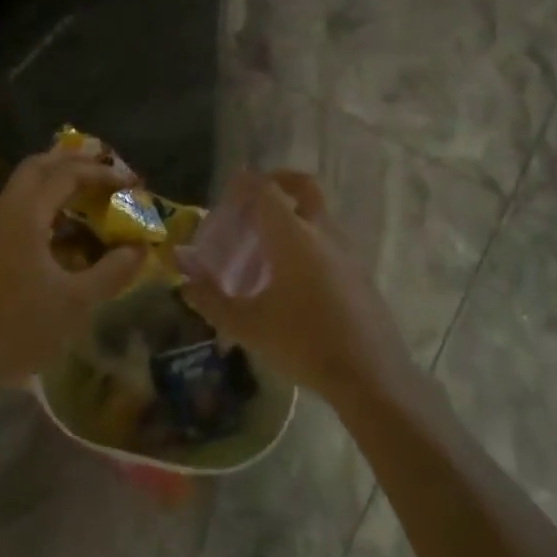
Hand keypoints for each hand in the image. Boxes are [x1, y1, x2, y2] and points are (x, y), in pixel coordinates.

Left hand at [0, 140, 147, 393]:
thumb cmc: (21, 329)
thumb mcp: (77, 302)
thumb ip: (113, 271)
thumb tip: (140, 247)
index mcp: (25, 217)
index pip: (66, 174)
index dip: (101, 173)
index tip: (131, 183)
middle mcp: (4, 213)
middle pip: (38, 167)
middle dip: (74, 163)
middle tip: (107, 174)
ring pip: (25, 188)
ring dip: (57, 184)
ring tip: (91, 198)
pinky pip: (19, 210)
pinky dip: (45, 206)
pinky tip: (65, 233)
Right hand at [178, 169, 409, 401]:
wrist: (371, 374)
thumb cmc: (303, 343)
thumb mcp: (248, 326)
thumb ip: (212, 300)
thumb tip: (186, 282)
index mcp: (293, 236)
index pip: (267, 191)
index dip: (245, 183)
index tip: (228, 191)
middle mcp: (323, 232)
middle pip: (304, 186)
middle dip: (278, 181)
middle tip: (254, 199)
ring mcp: (348, 250)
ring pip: (319, 213)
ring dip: (295, 212)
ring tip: (269, 242)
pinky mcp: (360, 271)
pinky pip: (331, 239)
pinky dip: (310, 238)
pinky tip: (294, 274)